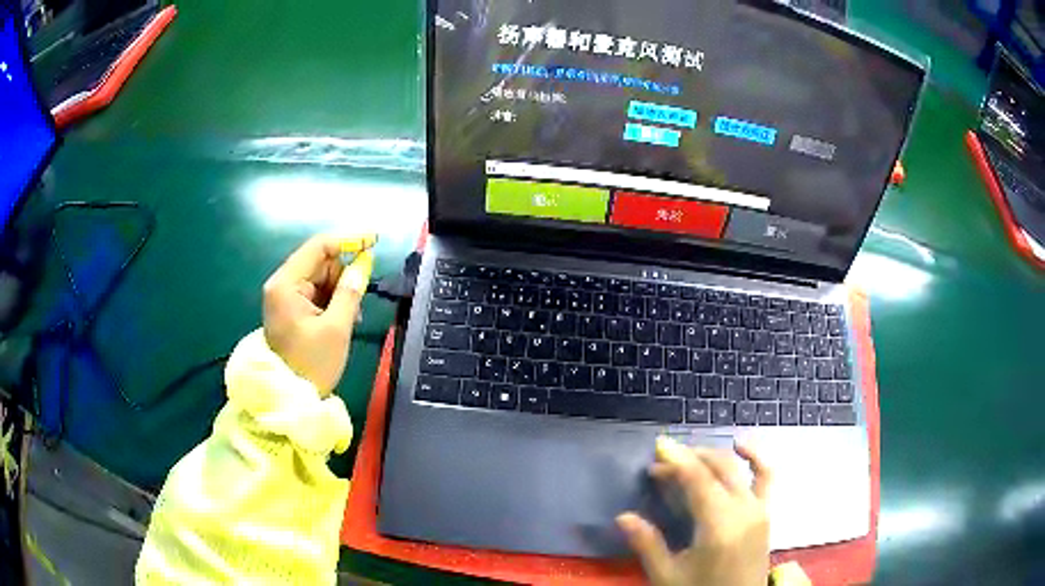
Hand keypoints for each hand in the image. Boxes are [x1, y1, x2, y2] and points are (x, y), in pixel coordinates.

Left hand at [262, 234, 375, 395]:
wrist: (290, 398)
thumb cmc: (312, 364)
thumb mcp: (336, 328)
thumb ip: (350, 291)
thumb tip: (363, 263)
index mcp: (286, 284)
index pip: (318, 246)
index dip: (348, 240)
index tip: (374, 241)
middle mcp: (281, 284)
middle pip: (320, 262)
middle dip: (342, 276)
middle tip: (357, 303)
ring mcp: (284, 296)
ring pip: (320, 277)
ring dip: (339, 291)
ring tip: (349, 319)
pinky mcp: (290, 308)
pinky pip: (316, 292)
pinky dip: (332, 301)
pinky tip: (340, 319)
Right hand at [617, 438, 771, 585]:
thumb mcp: (668, 576)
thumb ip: (648, 544)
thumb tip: (623, 517)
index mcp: (719, 524)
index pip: (698, 479)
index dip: (676, 460)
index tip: (657, 448)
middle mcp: (744, 509)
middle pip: (719, 468)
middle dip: (690, 458)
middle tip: (661, 463)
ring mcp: (760, 509)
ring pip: (742, 467)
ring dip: (717, 455)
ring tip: (694, 453)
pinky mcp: (767, 514)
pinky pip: (766, 477)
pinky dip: (756, 458)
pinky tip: (743, 449)